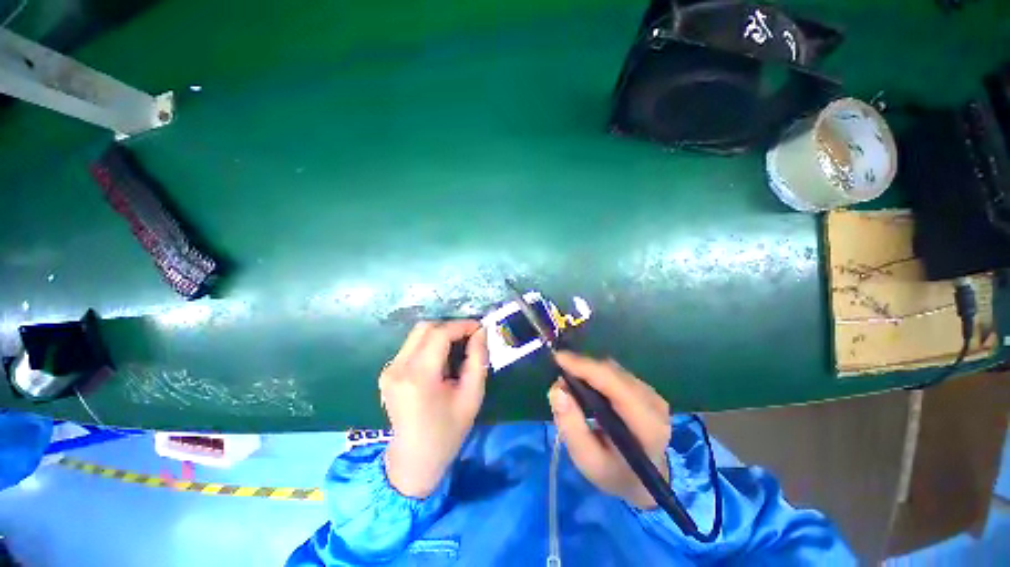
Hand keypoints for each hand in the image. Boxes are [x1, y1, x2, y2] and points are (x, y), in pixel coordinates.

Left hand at [380, 320, 488, 497]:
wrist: (413, 461)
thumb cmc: (447, 432)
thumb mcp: (472, 396)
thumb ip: (478, 359)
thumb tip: (481, 332)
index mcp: (418, 376)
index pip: (439, 334)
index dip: (462, 325)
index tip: (479, 328)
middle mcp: (398, 368)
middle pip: (425, 328)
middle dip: (450, 326)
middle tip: (470, 336)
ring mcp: (389, 370)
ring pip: (417, 334)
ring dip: (440, 334)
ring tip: (458, 347)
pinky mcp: (388, 372)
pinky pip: (412, 346)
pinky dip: (430, 344)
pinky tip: (442, 360)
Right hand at [547, 352, 670, 508]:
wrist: (644, 481)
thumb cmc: (614, 473)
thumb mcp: (587, 460)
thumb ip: (570, 426)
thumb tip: (557, 389)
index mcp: (646, 424)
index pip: (614, 384)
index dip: (585, 367)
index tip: (558, 358)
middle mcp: (653, 403)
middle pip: (612, 372)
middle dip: (582, 367)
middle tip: (559, 373)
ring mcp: (652, 393)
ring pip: (613, 369)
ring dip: (588, 369)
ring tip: (569, 378)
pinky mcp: (645, 389)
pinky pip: (615, 372)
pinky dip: (596, 373)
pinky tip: (584, 383)